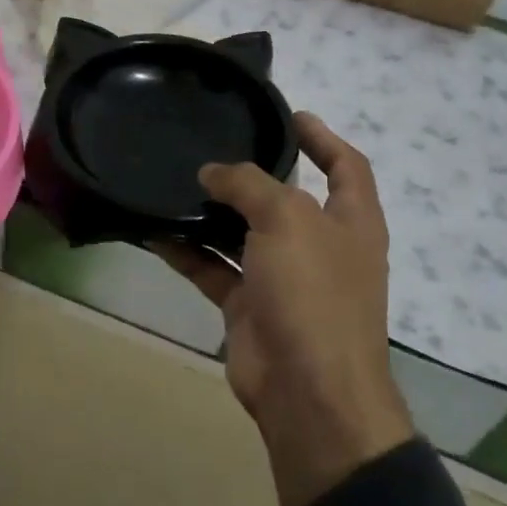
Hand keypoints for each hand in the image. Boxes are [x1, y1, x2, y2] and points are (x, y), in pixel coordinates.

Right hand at [158, 113, 413, 505]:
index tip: (289, 114)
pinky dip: (189, 252)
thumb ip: (249, 184)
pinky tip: (155, 231)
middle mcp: (320, 246)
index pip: (346, 166)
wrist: (308, 391)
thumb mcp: (287, 219)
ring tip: (174, 182)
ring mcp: (284, 279)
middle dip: (253, 175)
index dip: (322, 137)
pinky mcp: (250, 306)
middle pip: (286, 198)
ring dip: (212, 213)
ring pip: (243, 234)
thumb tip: (213, 173)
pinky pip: (215, 268)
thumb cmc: (313, 292)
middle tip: (212, 147)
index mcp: (350, 221)